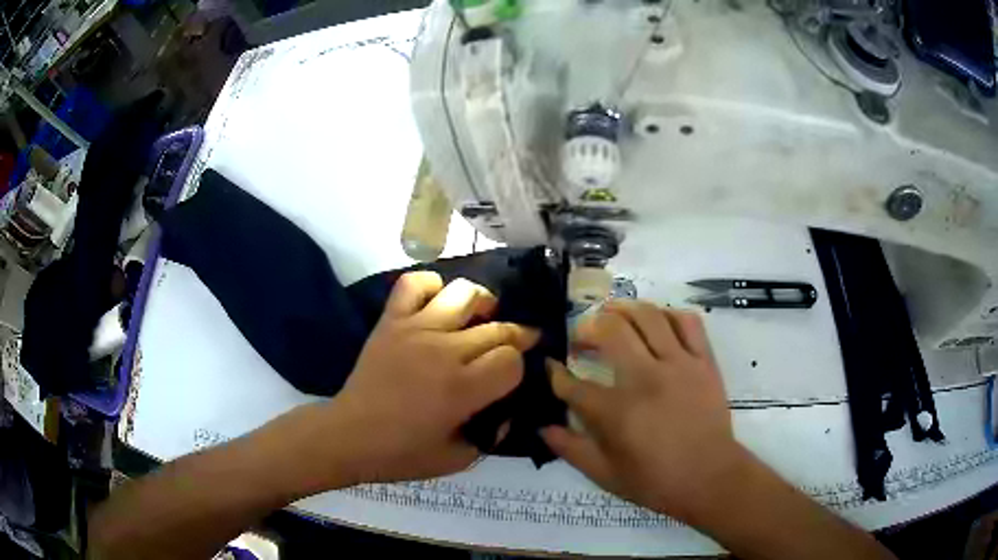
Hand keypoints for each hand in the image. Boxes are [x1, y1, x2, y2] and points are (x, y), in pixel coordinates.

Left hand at [328, 272, 538, 484]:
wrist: (349, 436)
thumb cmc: (402, 453)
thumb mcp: (458, 458)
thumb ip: (491, 435)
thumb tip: (507, 411)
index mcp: (462, 389)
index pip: (512, 360)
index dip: (519, 368)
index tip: (511, 376)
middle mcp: (444, 351)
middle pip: (497, 328)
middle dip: (516, 336)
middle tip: (516, 344)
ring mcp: (415, 329)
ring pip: (463, 293)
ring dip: (483, 302)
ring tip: (481, 317)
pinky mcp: (391, 321)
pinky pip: (414, 283)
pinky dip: (431, 285)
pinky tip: (437, 303)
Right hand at [541, 300, 746, 523]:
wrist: (710, 478)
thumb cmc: (656, 481)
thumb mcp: (605, 475)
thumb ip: (570, 449)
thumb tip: (542, 427)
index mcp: (616, 412)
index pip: (573, 384)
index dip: (554, 374)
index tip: (550, 367)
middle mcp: (644, 379)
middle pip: (610, 331)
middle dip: (587, 327)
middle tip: (582, 337)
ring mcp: (678, 365)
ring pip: (648, 316)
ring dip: (623, 309)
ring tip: (612, 315)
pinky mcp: (703, 361)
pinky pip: (687, 322)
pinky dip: (668, 314)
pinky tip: (657, 322)